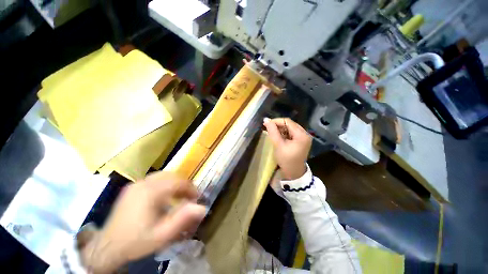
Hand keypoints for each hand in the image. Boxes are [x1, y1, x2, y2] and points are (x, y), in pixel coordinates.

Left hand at [81, 172, 205, 273]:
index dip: (190, 188)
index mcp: (151, 192)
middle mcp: (143, 183)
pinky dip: (164, 183)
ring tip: (179, 195)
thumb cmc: (137, 242)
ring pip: (163, 175)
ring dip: (174, 183)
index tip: (196, 198)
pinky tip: (164, 195)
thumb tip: (202, 207)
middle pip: (171, 175)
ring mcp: (136, 184)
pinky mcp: (132, 187)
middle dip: (183, 184)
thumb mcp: (162, 235)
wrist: (107, 247)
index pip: (178, 182)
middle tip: (189, 196)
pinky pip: (154, 179)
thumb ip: (183, 219)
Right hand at [263, 117, 311, 179]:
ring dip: (280, 129)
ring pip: (290, 128)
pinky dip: (284, 133)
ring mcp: (304, 138)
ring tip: (272, 132)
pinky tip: (278, 136)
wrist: (294, 173)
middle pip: (290, 124)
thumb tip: (266, 120)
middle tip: (268, 128)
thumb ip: (272, 131)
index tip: (266, 124)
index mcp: (301, 135)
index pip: (288, 122)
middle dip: (278, 125)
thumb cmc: (286, 160)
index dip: (276, 121)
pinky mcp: (301, 141)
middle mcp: (305, 134)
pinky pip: (291, 133)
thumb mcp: (278, 145)